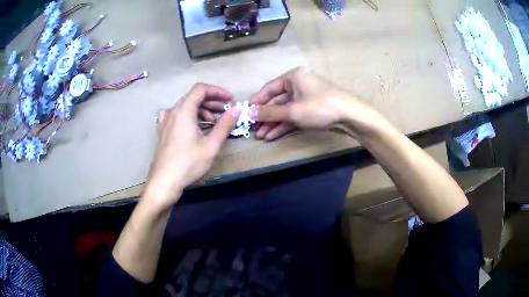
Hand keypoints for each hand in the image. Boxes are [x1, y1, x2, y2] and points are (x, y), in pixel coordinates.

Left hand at [144, 83, 240, 208]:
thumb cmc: (188, 163)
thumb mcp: (211, 145)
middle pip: (193, 97)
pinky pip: (177, 115)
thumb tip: (236, 110)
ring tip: (213, 121)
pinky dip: (189, 116)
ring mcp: (165, 121)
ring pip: (185, 106)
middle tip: (226, 111)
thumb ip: (224, 125)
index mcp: (184, 111)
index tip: (230, 99)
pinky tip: (194, 127)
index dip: (217, 91)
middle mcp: (172, 111)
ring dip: (201, 109)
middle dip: (212, 101)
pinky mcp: (162, 130)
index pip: (201, 89)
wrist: (164, 181)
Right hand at [249, 68, 374, 140]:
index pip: (269, 88)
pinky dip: (284, 125)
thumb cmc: (320, 107)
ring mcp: (305, 98)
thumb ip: (270, 112)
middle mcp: (298, 85)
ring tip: (260, 136)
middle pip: (277, 101)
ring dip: (273, 123)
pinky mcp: (311, 110)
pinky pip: (294, 116)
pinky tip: (273, 136)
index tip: (245, 112)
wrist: (350, 116)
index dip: (257, 101)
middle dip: (265, 116)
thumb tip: (249, 112)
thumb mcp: (293, 111)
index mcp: (293, 78)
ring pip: (285, 111)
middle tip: (252, 129)